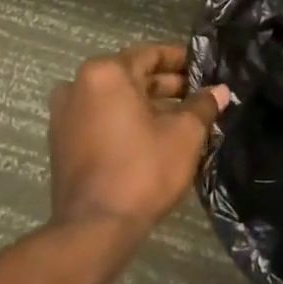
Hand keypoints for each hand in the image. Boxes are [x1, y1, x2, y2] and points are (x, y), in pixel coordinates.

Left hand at [47, 44, 230, 236]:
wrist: (94, 229)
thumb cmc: (143, 169)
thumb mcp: (186, 133)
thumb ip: (203, 105)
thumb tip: (220, 91)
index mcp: (106, 74)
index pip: (150, 54)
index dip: (181, 60)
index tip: (204, 69)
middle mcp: (78, 86)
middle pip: (131, 75)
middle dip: (166, 86)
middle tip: (198, 97)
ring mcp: (64, 117)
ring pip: (115, 99)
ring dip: (147, 105)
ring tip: (181, 119)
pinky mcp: (62, 144)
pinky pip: (100, 119)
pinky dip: (125, 121)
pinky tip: (154, 137)